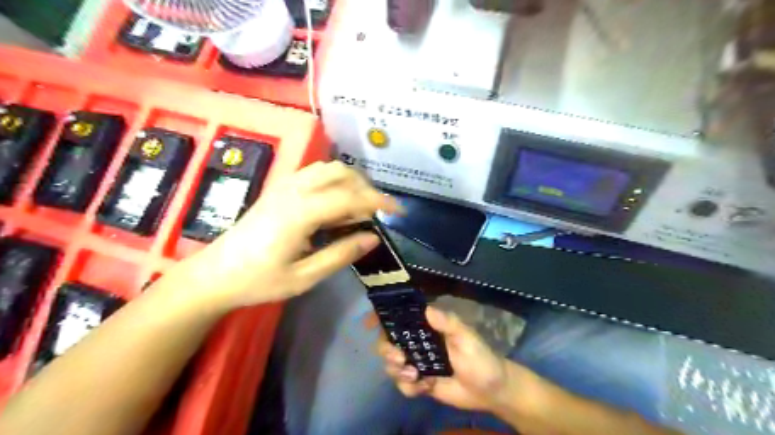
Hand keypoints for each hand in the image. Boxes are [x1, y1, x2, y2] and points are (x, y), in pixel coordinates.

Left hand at [183, 161, 399, 308]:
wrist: (216, 274)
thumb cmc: (259, 280)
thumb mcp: (305, 277)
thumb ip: (341, 254)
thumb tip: (373, 238)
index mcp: (300, 213)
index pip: (350, 197)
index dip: (379, 202)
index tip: (399, 211)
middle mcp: (294, 191)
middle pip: (341, 173)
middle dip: (366, 189)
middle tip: (374, 215)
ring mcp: (284, 185)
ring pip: (328, 168)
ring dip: (350, 182)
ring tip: (357, 210)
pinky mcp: (279, 188)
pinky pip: (314, 173)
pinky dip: (334, 181)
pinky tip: (335, 204)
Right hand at [379, 305, 516, 410]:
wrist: (491, 391)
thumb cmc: (481, 358)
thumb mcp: (467, 338)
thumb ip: (449, 324)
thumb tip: (427, 310)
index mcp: (428, 327)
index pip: (401, 317)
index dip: (382, 318)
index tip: (368, 322)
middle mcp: (418, 342)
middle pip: (388, 342)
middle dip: (387, 350)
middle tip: (401, 358)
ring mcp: (417, 362)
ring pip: (391, 364)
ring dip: (397, 370)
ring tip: (416, 376)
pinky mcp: (420, 382)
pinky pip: (402, 385)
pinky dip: (409, 387)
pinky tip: (425, 387)